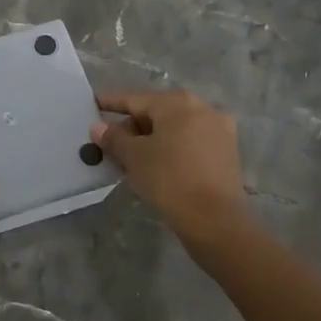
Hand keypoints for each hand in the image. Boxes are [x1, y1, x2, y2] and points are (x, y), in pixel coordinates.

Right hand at [93, 89, 247, 243]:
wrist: (215, 220)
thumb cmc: (169, 179)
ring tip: (131, 156)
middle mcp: (201, 108)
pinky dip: (171, 147)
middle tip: (111, 141)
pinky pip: (190, 141)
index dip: (111, 103)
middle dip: (133, 125)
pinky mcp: (227, 152)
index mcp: (177, 103)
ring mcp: (219, 129)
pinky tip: (157, 163)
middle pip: (157, 111)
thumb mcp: (134, 157)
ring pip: (175, 127)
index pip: (135, 99)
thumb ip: (114, 138)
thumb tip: (98, 127)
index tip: (94, 104)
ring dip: (152, 137)